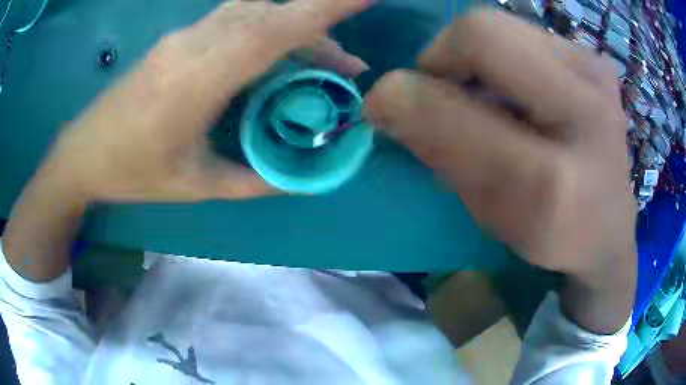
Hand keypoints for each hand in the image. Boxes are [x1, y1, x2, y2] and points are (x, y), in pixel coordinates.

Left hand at [44, 0, 370, 201]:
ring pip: (254, 12)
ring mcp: (183, 36)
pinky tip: (275, 50)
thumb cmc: (132, 172)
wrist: (83, 152)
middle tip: (346, 67)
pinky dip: (268, 27)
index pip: (271, 29)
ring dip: (294, 27)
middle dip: (319, 30)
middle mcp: (193, 45)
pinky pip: (234, 19)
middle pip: (270, 17)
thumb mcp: (194, 186)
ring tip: (319, 60)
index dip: (322, 8)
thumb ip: (252, 180)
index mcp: (196, 81)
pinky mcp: (179, 38)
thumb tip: (299, 180)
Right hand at [365, 10, 635, 331]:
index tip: (386, 106)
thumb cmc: (551, 235)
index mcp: (555, 177)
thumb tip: (387, 98)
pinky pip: (525, 33)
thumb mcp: (493, 214)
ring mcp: (597, 71)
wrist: (610, 230)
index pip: (458, 104)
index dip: (408, 93)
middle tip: (442, 92)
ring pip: (501, 25)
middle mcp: (587, 108)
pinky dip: (503, 56)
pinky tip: (517, 90)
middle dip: (443, 57)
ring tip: (486, 95)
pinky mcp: (595, 60)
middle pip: (482, 31)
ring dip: (474, 57)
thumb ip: (442, 151)